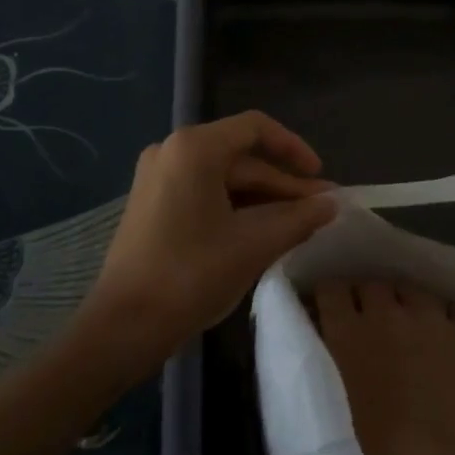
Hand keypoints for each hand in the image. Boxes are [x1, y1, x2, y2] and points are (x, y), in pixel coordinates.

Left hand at [78, 112, 336, 370]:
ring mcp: (158, 176)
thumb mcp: (253, 245)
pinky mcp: (152, 203)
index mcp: (194, 147)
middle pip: (240, 156)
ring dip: (262, 198)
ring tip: (298, 224)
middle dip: (282, 183)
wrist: (122, 327)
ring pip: (223, 177)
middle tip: (320, 210)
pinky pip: (204, 192)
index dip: (293, 148)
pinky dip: (235, 207)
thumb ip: (298, 219)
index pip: (255, 128)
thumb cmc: (190, 275)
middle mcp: (173, 150)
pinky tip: (262, 231)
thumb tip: (332, 204)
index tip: (320, 176)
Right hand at [315, 280, 454, 454]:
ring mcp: (431, 317)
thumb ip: (349, 368)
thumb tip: (348, 353)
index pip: (329, 290)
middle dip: (365, 296)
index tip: (327, 307)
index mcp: (352, 337)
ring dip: (404, 300)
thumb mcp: (356, 412)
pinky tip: (447, 332)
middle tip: (367, 318)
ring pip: (410, 287)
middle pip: (370, 283)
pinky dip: (445, 315)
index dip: (327, 295)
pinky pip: (450, 306)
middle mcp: (388, 315)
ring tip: (408, 320)